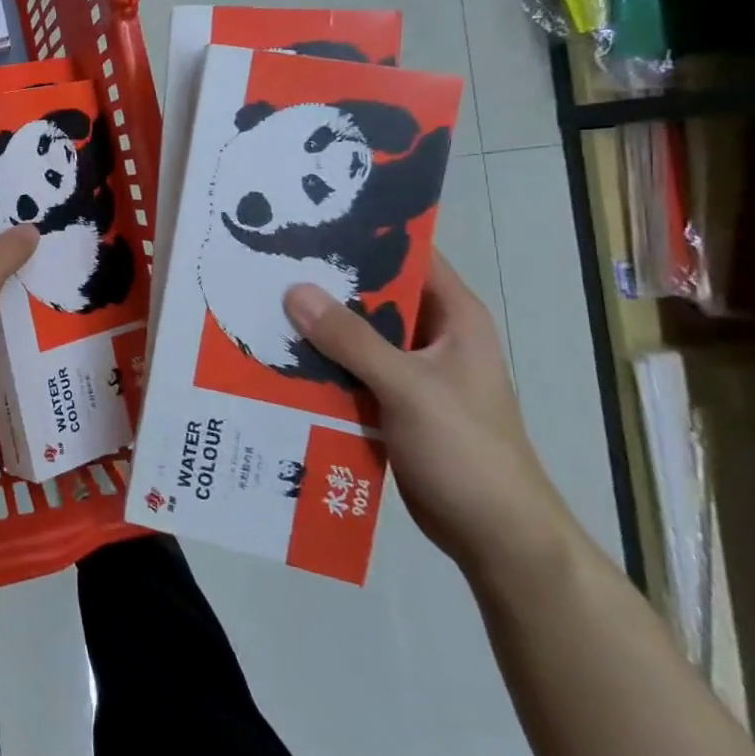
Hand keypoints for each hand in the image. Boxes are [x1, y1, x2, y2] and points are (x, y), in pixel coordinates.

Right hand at [283, 255, 572, 581]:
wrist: (495, 537)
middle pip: (372, 293)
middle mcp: (431, 336)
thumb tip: (294, 290)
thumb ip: (351, 339)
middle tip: (268, 261)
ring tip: (259, 303)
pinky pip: (348, 370)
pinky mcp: (390, 402)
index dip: (364, 232)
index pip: (408, 254)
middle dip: (325, 281)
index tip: (309, 218)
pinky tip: (275, 356)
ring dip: (316, 325)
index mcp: (452, 318)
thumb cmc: (467, 451)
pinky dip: (318, 363)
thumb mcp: (408, 388)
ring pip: (355, 333)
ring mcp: (410, 371)